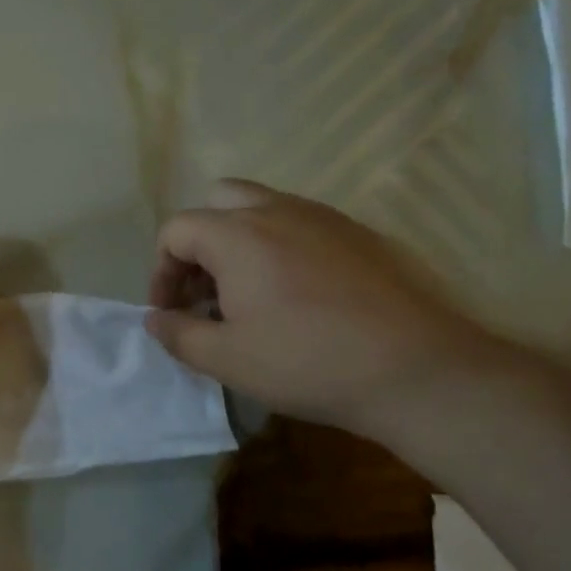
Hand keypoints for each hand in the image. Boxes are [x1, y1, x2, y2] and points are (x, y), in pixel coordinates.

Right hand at [146, 179, 497, 434]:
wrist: (415, 369)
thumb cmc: (305, 362)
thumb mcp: (225, 359)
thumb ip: (178, 334)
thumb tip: (155, 319)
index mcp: (238, 235)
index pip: (176, 230)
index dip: (161, 272)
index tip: (171, 313)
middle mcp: (278, 210)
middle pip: (218, 201)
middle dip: (199, 244)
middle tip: (206, 292)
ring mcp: (325, 217)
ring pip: (263, 208)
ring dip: (239, 243)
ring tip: (247, 297)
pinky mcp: (360, 234)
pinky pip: (302, 225)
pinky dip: (280, 248)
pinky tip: (296, 297)